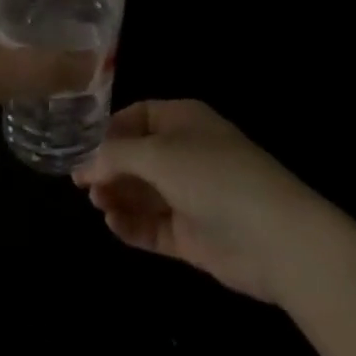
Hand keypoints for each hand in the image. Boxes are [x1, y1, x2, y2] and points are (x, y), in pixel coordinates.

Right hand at [73, 99, 321, 303]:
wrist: (274, 237)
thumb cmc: (213, 176)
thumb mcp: (158, 154)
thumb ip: (116, 157)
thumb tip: (83, 165)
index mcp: (182, 120)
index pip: (137, 118)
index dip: (109, 133)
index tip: (81, 150)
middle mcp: (185, 153)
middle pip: (136, 157)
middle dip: (109, 168)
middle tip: (83, 185)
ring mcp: (189, 195)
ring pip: (142, 193)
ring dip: (118, 197)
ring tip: (98, 205)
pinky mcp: (192, 235)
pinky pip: (153, 226)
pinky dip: (132, 226)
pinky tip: (114, 226)